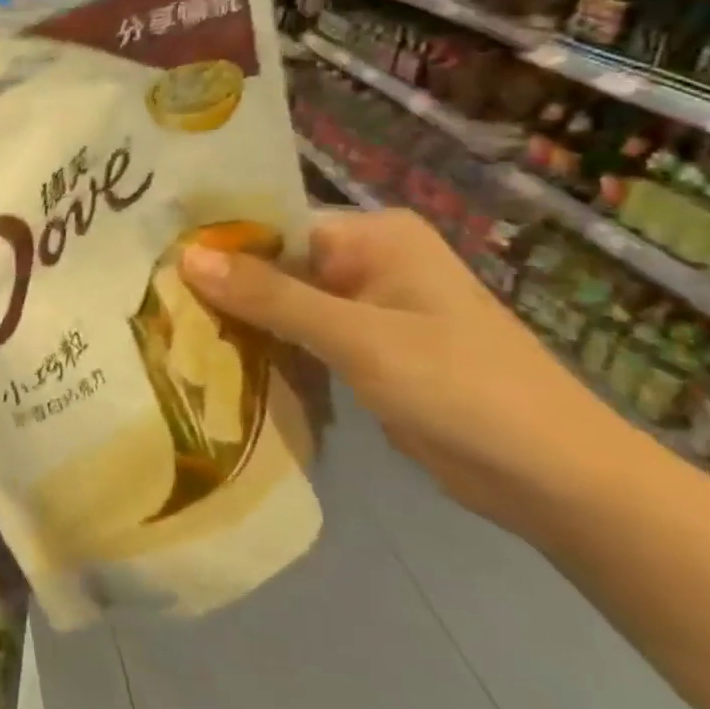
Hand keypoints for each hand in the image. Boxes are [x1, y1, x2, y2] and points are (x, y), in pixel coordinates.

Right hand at [180, 208, 620, 529]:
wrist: (559, 483)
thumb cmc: (463, 389)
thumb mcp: (358, 338)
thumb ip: (269, 296)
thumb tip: (184, 256)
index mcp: (373, 236)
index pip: (271, 226)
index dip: (215, 244)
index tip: (154, 263)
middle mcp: (365, 261)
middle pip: (271, 264)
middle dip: (220, 286)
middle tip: (150, 300)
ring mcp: (363, 308)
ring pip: (279, 303)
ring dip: (237, 320)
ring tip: (166, 328)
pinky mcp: (361, 351)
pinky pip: (296, 336)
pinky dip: (263, 347)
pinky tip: (212, 359)